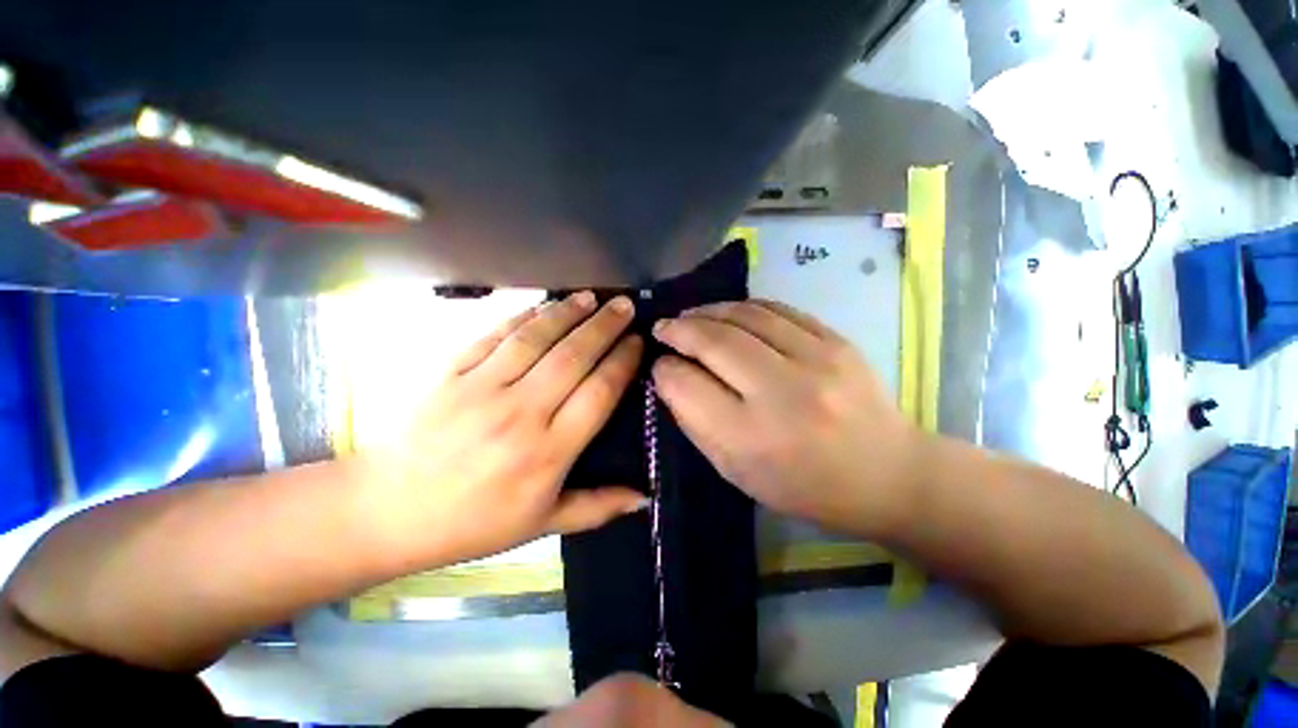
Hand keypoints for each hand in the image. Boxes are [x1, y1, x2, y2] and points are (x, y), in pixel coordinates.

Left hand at [361, 292, 646, 566]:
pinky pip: (494, 336)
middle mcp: (520, 414)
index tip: (637, 342)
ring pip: (536, 339)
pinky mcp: (450, 372)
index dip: (622, 362)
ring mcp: (482, 388)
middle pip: (573, 357)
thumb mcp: (541, 524)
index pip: (599, 393)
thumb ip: (597, 508)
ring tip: (591, 297)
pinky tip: (541, 305)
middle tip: (625, 305)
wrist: (386, 510)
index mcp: (548, 452)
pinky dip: (522, 316)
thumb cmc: (472, 522)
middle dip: (605, 327)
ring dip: (567, 313)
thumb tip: (644, 499)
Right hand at [650, 300, 926, 538]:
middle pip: (713, 341)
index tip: (659, 365)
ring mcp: (816, 360)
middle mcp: (782, 393)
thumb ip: (696, 422)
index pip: (687, 386)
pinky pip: (777, 309)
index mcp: (751, 437)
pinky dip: (743, 307)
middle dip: (679, 329)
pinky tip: (730, 313)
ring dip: (708, 311)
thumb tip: (671, 376)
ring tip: (691, 316)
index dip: (665, 370)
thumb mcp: (736, 471)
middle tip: (664, 328)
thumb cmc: (802, 485)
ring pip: (744, 316)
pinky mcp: (837, 340)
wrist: (886, 473)